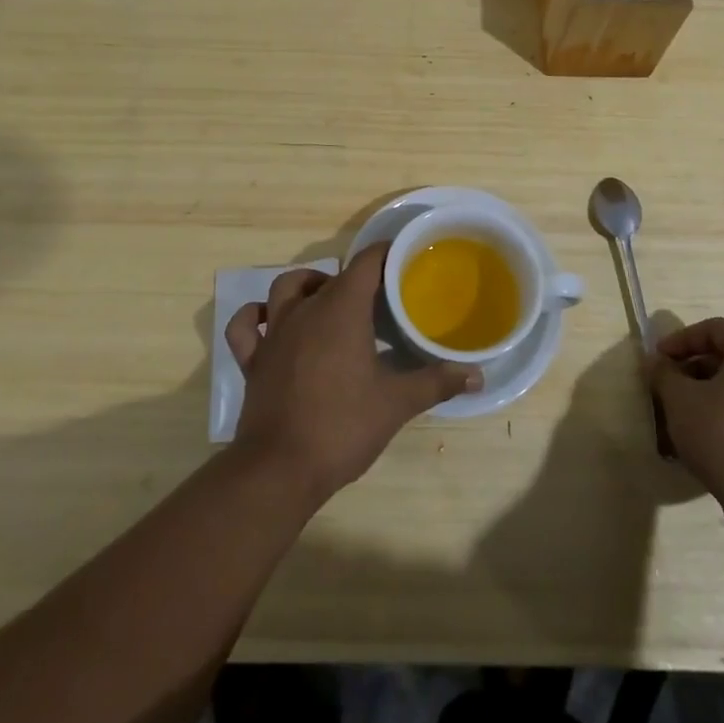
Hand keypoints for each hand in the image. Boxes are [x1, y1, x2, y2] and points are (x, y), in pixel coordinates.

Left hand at [225, 242, 481, 504]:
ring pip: (285, 288)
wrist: (279, 468)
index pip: (365, 263)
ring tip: (328, 299)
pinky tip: (269, 321)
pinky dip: (256, 316)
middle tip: (378, 297)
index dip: (385, 254)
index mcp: (341, 310)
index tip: (404, 258)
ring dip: (307, 286)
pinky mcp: (253, 360)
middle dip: (355, 278)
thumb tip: (477, 375)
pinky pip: (247, 326)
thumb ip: (436, 383)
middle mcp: (305, 310)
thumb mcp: (396, 404)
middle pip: (331, 276)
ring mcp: (274, 333)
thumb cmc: (342, 426)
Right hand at [648, 318, 723, 535]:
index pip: (714, 329)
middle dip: (695, 370)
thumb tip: (657, 362)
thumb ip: (664, 374)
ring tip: (686, 417)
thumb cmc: (723, 436)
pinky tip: (712, 441)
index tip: (659, 359)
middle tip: (670, 387)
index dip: (681, 340)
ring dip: (712, 395)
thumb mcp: (680, 400)